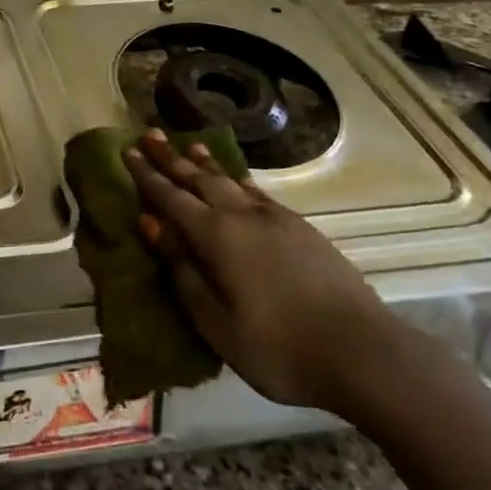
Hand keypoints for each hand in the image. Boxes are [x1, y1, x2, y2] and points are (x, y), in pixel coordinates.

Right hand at [123, 130, 403, 414]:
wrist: (364, 353)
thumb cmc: (278, 347)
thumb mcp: (215, 321)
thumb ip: (182, 270)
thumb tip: (151, 224)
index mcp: (216, 237)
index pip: (171, 197)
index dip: (147, 175)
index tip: (126, 152)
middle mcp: (242, 216)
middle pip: (199, 179)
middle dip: (172, 158)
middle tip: (150, 135)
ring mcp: (276, 219)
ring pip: (231, 180)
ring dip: (206, 163)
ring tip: (189, 145)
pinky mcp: (302, 229)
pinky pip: (258, 192)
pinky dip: (239, 179)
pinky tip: (237, 181)